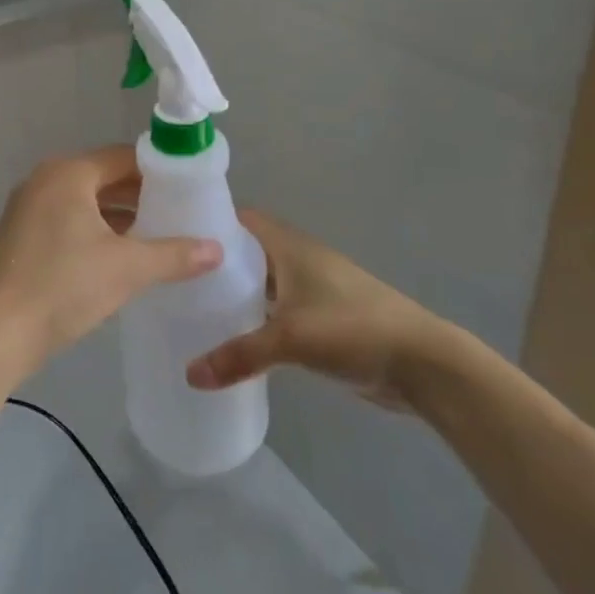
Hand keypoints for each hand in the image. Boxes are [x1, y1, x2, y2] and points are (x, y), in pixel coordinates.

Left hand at [0, 147, 223, 376]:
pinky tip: (122, 257)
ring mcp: (29, 208)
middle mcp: (46, 180)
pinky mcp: (23, 236)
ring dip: (120, 217)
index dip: (160, 171)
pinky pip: (69, 221)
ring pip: (86, 202)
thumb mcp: (127, 269)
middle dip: (142, 196)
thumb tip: (217, 249)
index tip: (191, 188)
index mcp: (69, 173)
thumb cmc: (63, 286)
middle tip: (182, 214)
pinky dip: (97, 231)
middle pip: (104, 177)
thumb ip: (174, 254)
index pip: (124, 157)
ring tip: (160, 236)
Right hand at [186, 211, 451, 410]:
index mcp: (289, 246)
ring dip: (235, 293)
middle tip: (172, 278)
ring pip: (262, 284)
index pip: (241, 218)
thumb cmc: (353, 329)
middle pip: (247, 251)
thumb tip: (189, 375)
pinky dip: (254, 319)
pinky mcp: (320, 320)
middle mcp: (297, 260)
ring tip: (191, 308)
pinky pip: (275, 311)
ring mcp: (311, 290)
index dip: (209, 220)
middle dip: (215, 262)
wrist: (421, 364)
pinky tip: (230, 338)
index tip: (173, 233)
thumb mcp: (291, 339)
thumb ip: (239, 355)